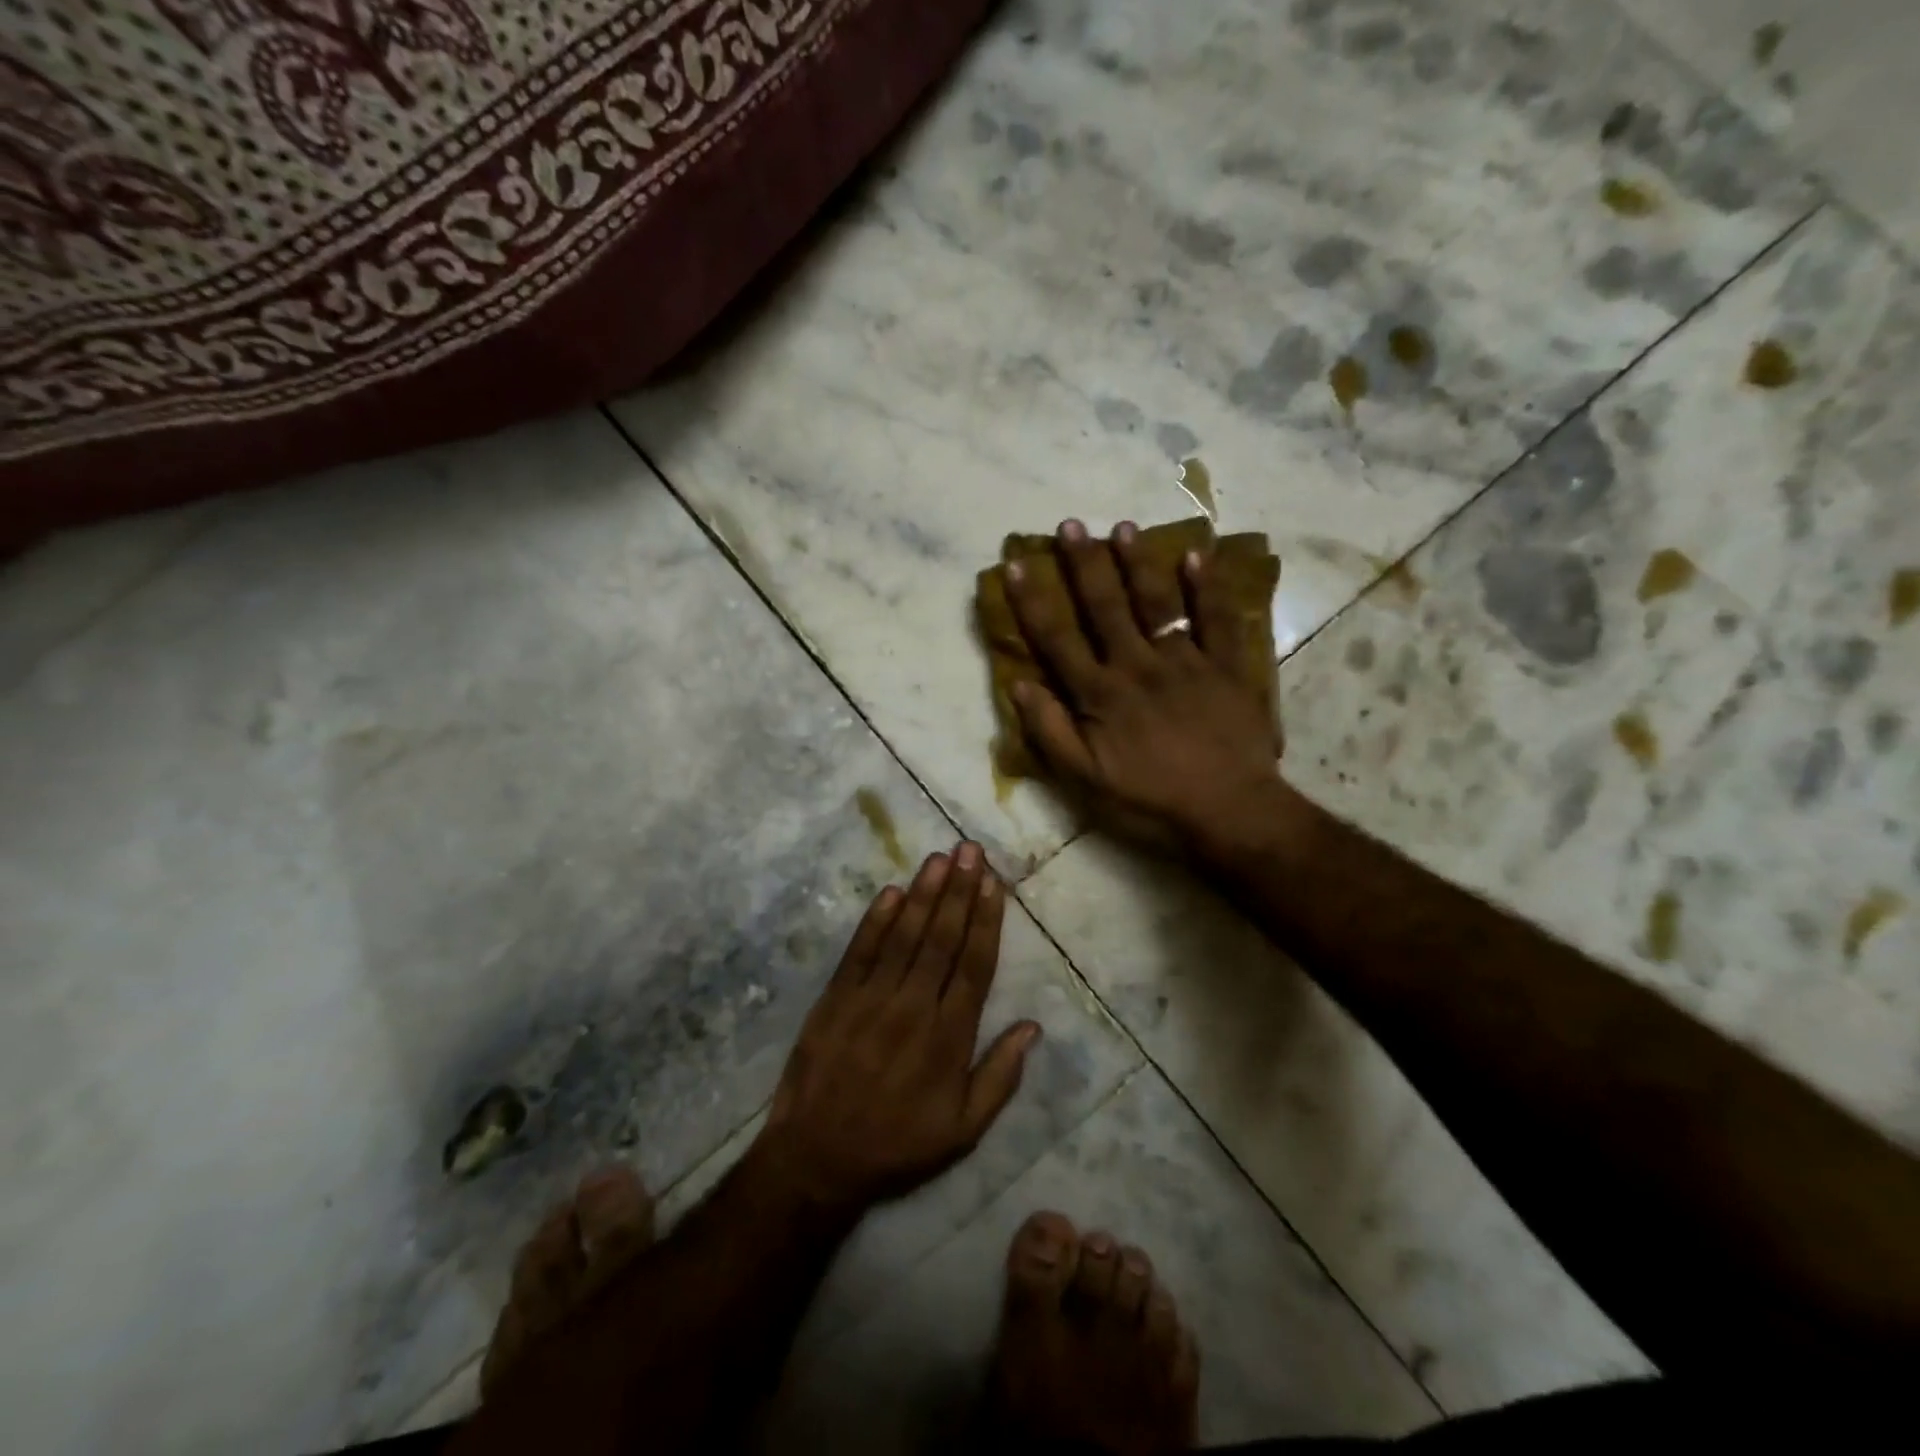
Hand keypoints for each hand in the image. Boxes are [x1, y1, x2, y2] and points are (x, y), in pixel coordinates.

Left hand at [758, 843, 1040, 1213]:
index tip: (994, 884)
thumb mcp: (963, 1131)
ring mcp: (870, 999)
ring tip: (940, 857)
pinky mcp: (835, 999)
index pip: (974, 966)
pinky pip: (860, 952)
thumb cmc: (898, 1145)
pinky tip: (891, 892)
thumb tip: (1032, 1027)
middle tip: (970, 850)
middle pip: (941, 939)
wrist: (817, 1159)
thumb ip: (1000, 1077)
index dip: (985, 921)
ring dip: (923, 894)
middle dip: (958, 891)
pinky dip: (875, 921)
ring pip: (904, 936)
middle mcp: (913, 1008)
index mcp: (948, 1038)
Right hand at [1004, 519, 1282, 850]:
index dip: (1033, 602)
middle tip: (1071, 525)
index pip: (1057, 639)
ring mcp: (1185, 662)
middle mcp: (1138, 666)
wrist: (1229, 812)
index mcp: (1100, 694)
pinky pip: (1217, 620)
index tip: (1016, 565)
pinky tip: (1196, 554)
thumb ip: (1051, 732)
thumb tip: (1019, 685)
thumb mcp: (1086, 780)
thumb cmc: (1150, 800)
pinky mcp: (1227, 667)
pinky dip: (1207, 587)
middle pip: (1105, 607)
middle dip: (1085, 564)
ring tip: (1123, 527)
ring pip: (1157, 603)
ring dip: (1138, 563)